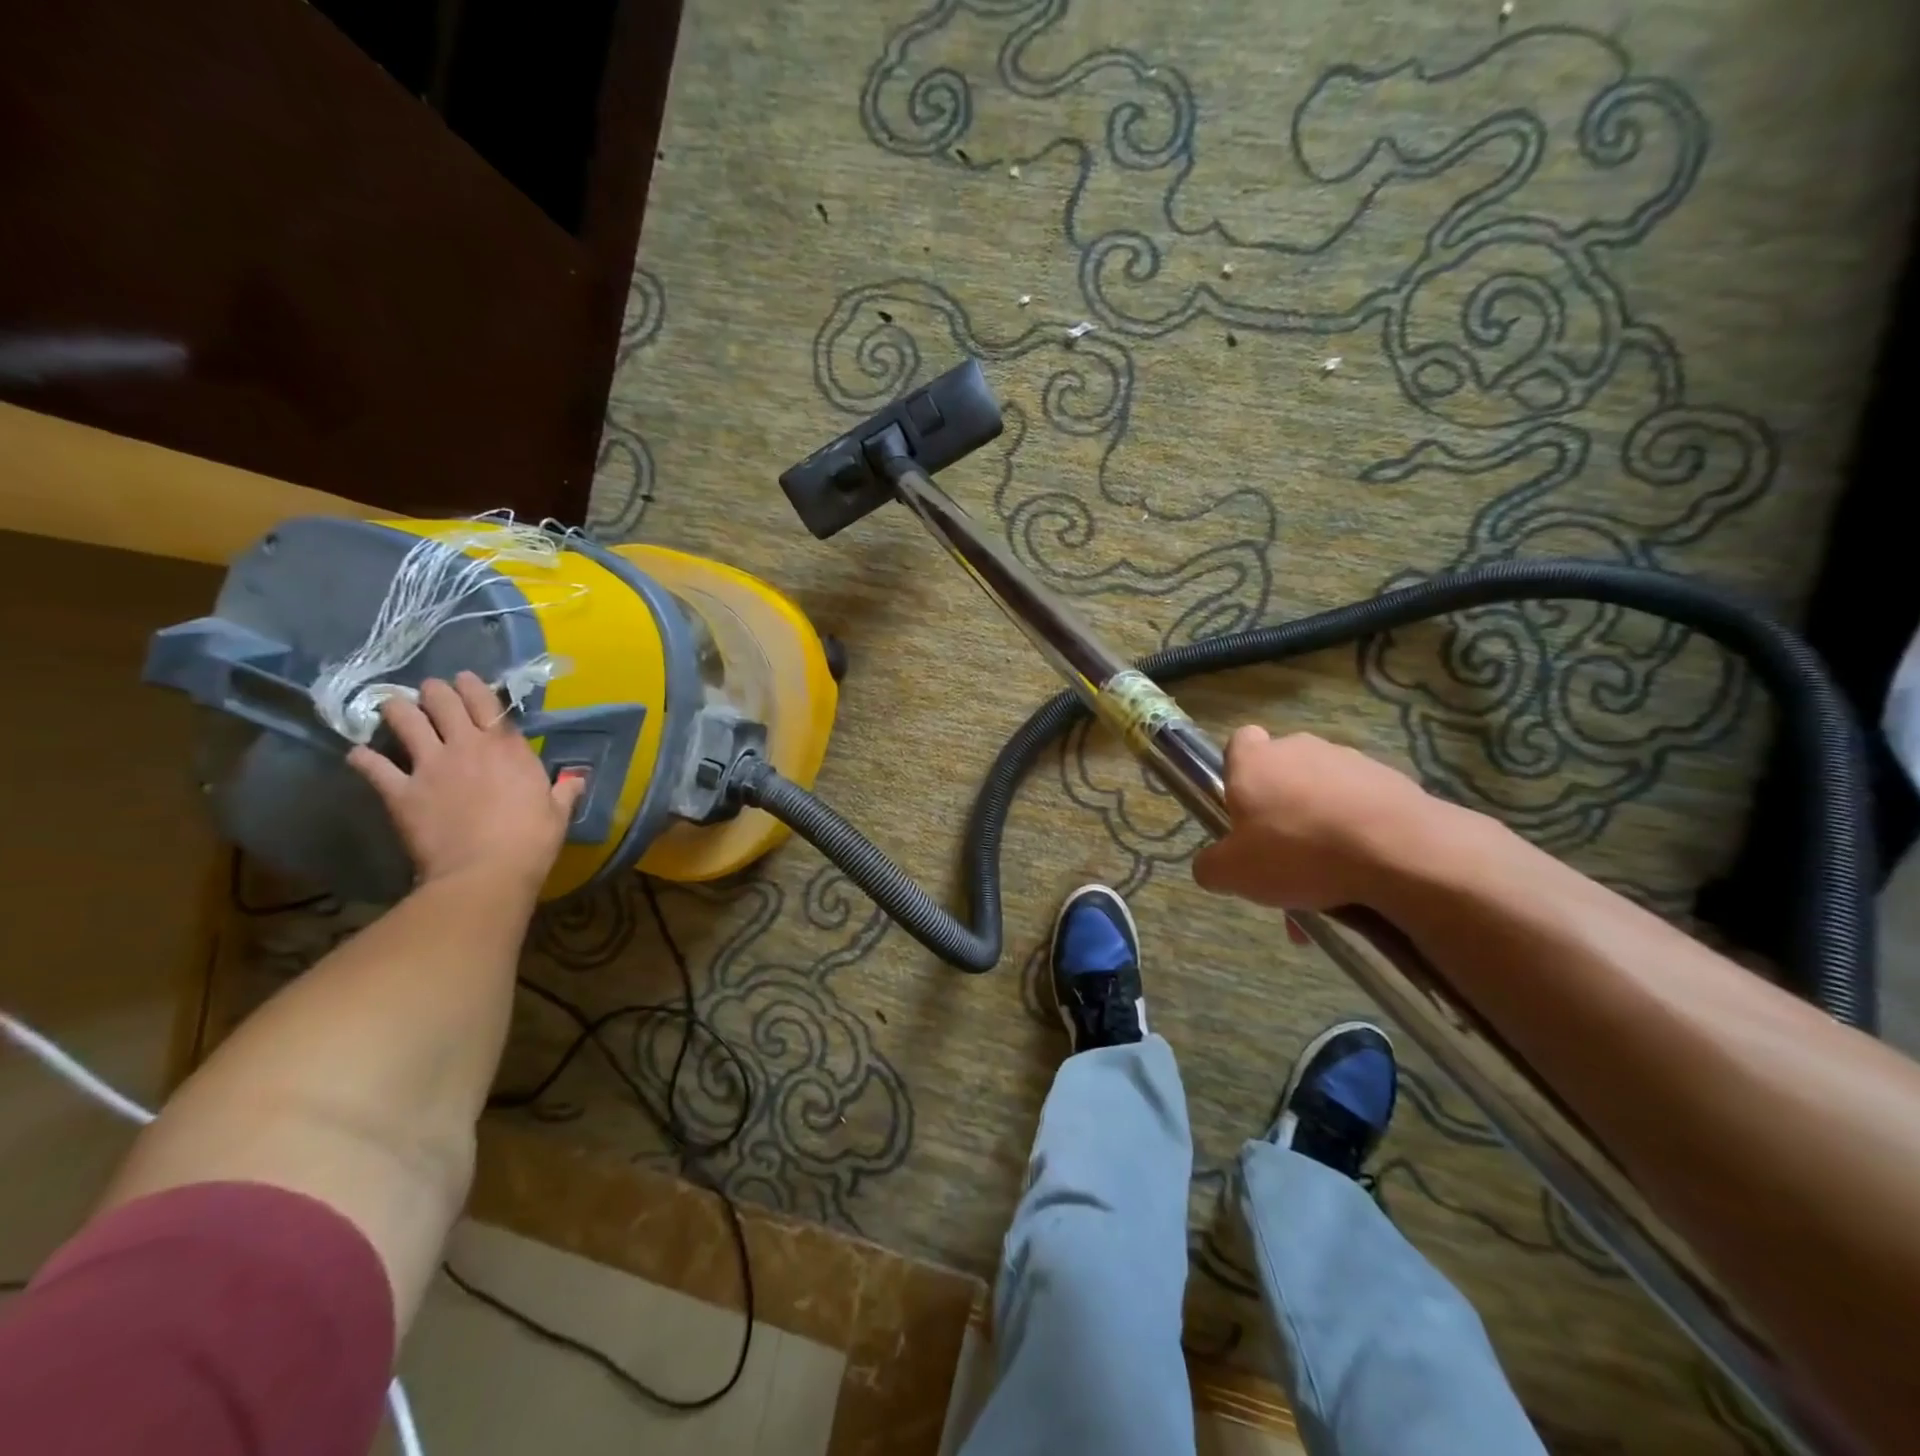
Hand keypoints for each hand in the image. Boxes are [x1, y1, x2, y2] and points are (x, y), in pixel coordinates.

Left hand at [346, 673, 583, 895]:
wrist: (486, 872)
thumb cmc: (531, 840)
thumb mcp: (558, 812)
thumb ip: (565, 790)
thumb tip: (577, 779)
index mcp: (507, 746)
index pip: (485, 700)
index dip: (472, 685)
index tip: (465, 680)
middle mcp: (466, 745)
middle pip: (440, 700)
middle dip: (433, 691)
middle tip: (430, 693)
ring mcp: (429, 766)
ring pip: (403, 720)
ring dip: (396, 710)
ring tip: (393, 709)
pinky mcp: (400, 792)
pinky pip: (372, 765)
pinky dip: (363, 757)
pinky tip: (360, 755)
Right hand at [1192, 727, 1439, 910]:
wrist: (1399, 852)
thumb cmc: (1298, 852)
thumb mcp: (1232, 873)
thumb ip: (1210, 866)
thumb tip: (1212, 866)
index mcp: (1255, 760)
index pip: (1238, 743)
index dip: (1235, 773)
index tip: (1240, 809)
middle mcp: (1300, 748)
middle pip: (1282, 774)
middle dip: (1280, 811)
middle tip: (1281, 859)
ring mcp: (1351, 762)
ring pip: (1323, 795)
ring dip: (1320, 829)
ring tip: (1326, 884)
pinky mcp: (1394, 782)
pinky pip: (1363, 809)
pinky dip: (1358, 837)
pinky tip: (1361, 877)